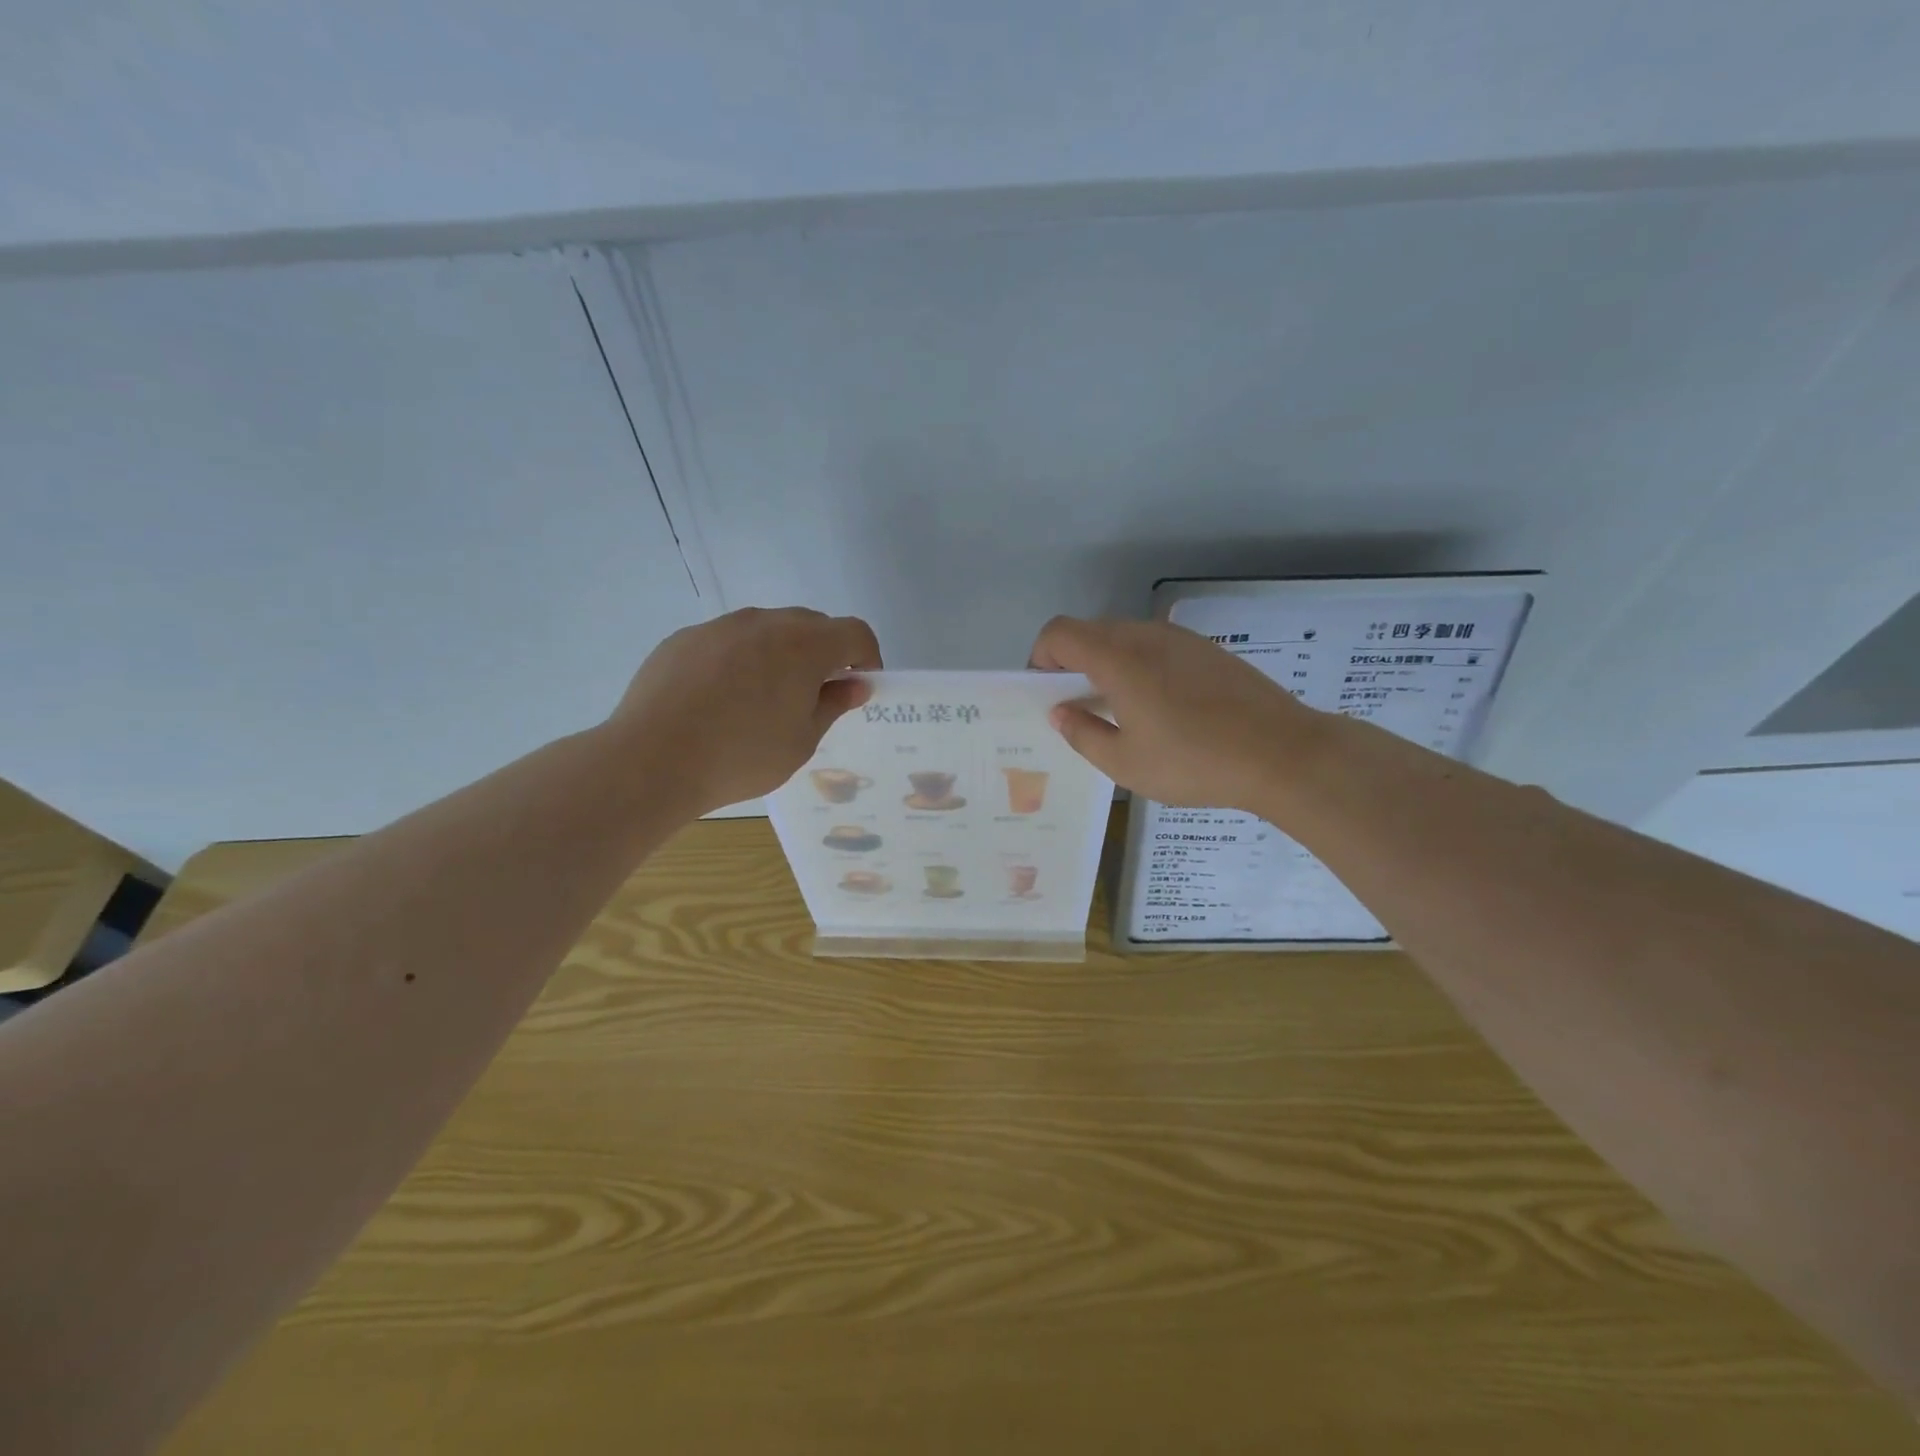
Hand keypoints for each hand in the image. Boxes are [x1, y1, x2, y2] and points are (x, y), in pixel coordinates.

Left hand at [609, 607, 882, 815]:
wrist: (651, 760)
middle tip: (814, 695)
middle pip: (812, 624)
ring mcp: (720, 627)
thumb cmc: (741, 757)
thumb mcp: (801, 741)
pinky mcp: (685, 638)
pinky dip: (740, 659)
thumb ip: (832, 705)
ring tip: (763, 699)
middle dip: (824, 653)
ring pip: (767, 629)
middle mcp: (765, 623)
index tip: (858, 686)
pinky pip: (728, 640)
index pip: (855, 633)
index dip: (866, 657)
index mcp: (804, 645)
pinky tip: (720, 699)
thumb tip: (854, 684)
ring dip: (781, 653)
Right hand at [1029, 616, 1326, 810]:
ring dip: (1107, 664)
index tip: (1047, 693)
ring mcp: (1181, 639)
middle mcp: (1146, 637)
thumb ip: (1083, 733)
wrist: (1283, 753)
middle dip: (1072, 662)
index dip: (1041, 657)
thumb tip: (1061, 711)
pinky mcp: (1208, 650)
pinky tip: (1160, 707)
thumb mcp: (1125, 764)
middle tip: (1079, 707)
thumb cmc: (1194, 762)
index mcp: (1118, 659)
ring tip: (1120, 711)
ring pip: (1125, 637)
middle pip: (1090, 631)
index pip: (1059, 633)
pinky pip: (1156, 646)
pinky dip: (1139, 666)